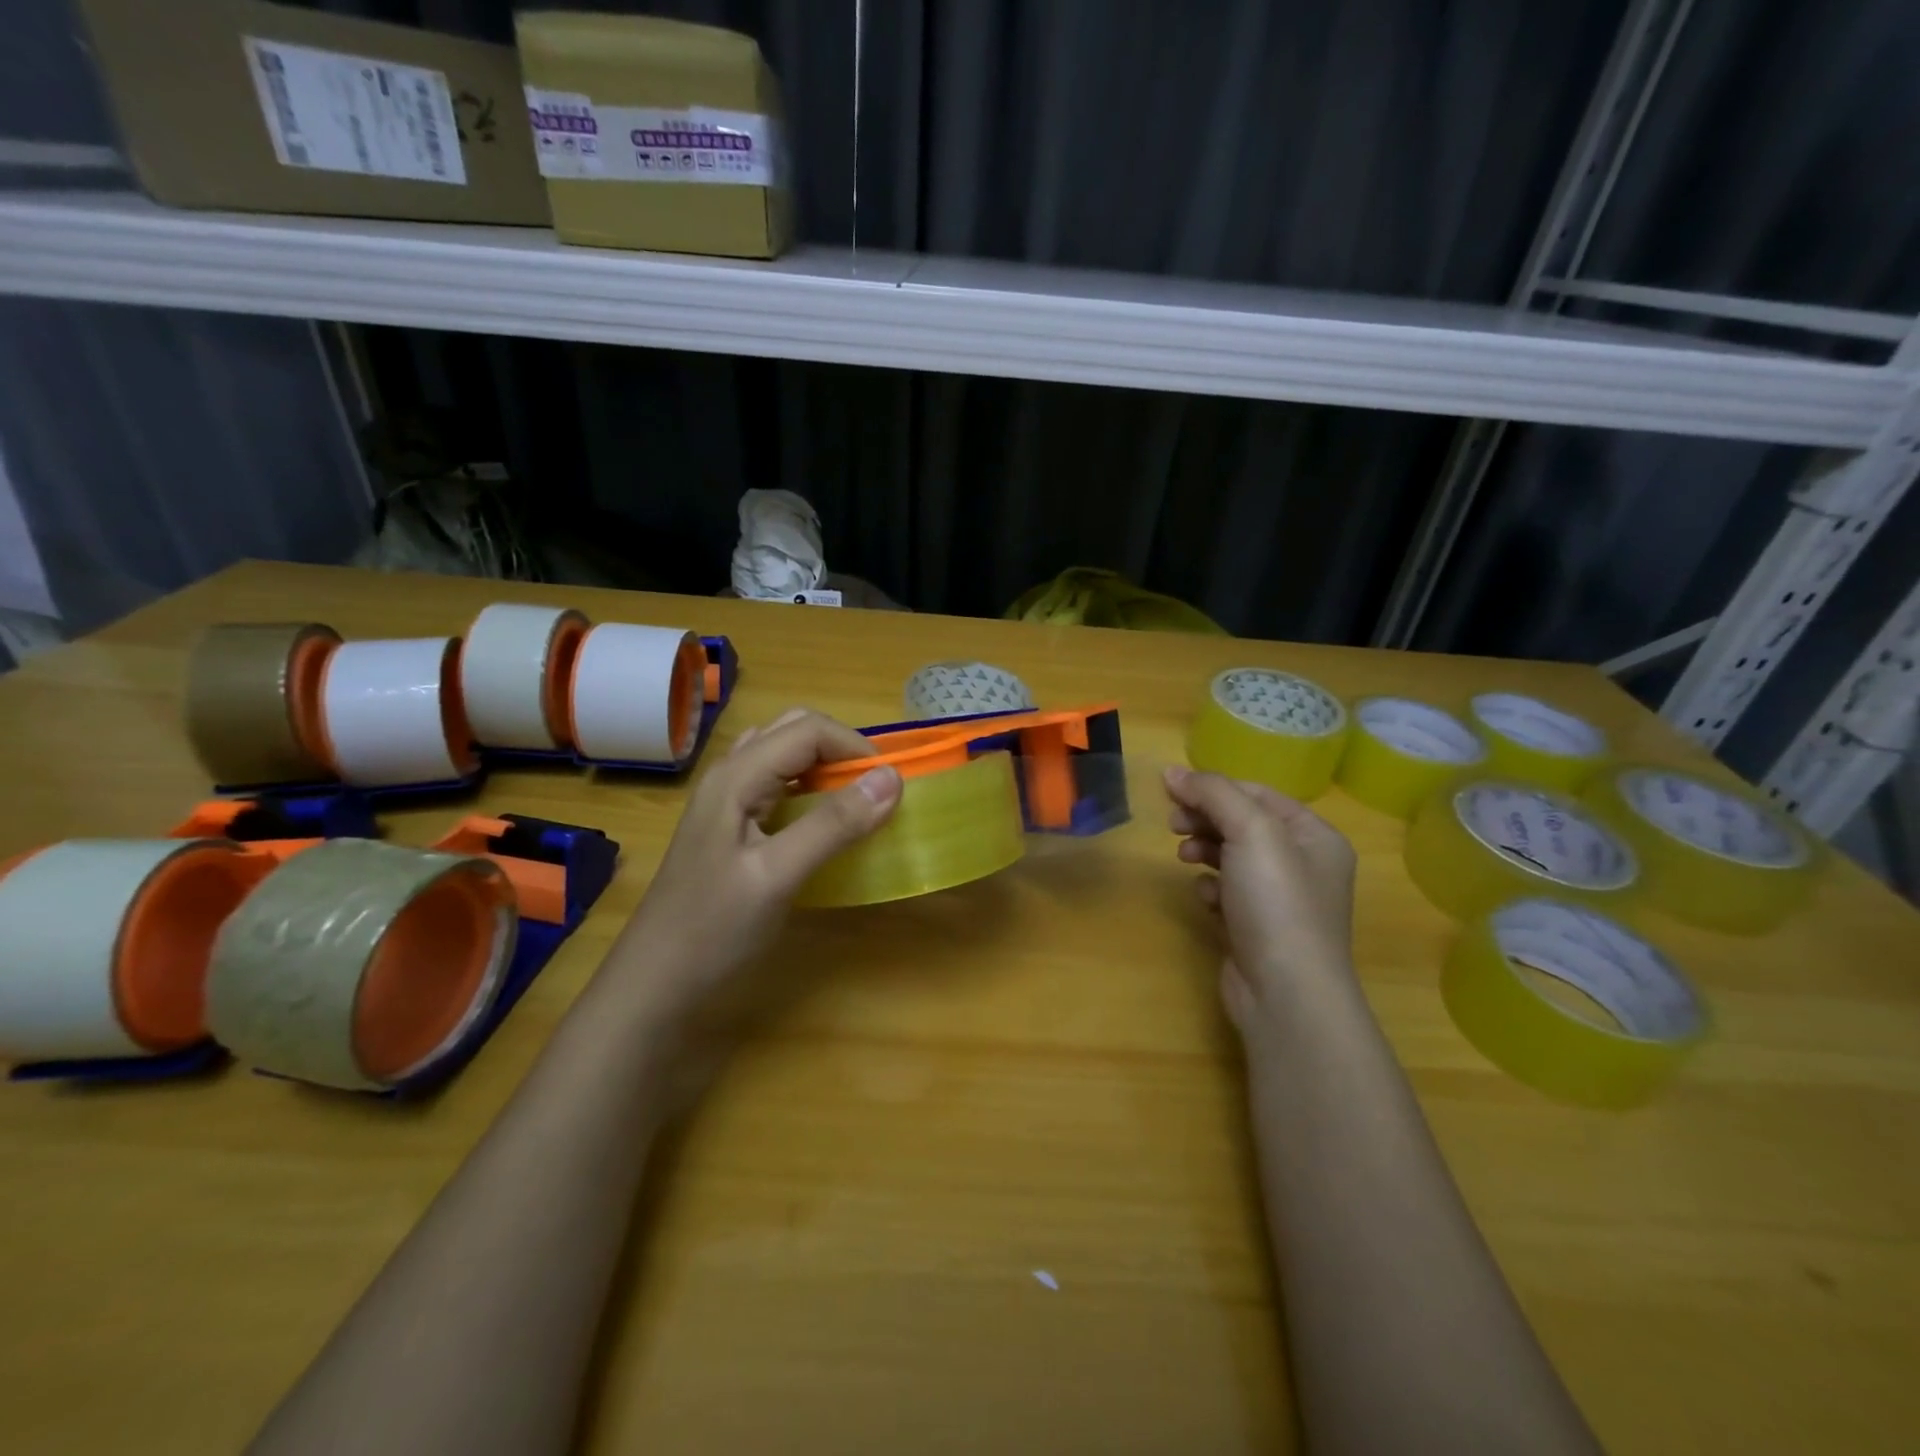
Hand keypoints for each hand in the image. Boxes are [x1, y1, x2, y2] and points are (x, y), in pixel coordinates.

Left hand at [607, 709, 900, 1029]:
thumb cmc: (713, 930)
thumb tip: (892, 779)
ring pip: (785, 756)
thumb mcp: (778, 876)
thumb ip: (833, 824)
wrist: (654, 985)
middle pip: (794, 732)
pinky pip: (777, 785)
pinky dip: (810, 789)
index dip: (855, 747)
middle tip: (874, 792)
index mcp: (736, 776)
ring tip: (855, 802)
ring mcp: (726, 801)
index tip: (891, 787)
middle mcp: (729, 775)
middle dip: (841, 750)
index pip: (808, 729)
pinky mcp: (731, 826)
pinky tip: (821, 822)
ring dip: (825, 767)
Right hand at [1164, 765, 1357, 1039]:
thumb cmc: (1276, 902)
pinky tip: (1204, 899)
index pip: (1258, 794)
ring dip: (1204, 851)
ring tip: (1184, 858)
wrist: (1285, 993)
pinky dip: (1211, 889)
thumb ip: (1213, 793)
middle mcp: (1303, 865)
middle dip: (1205, 819)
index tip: (1171, 790)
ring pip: (1231, 858)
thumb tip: (1171, 771)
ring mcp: (1280, 901)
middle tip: (1172, 824)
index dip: (1214, 787)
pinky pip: (1227, 893)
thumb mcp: (1249, 832)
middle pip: (1243, 824)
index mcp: (1315, 836)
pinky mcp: (1257, 929)